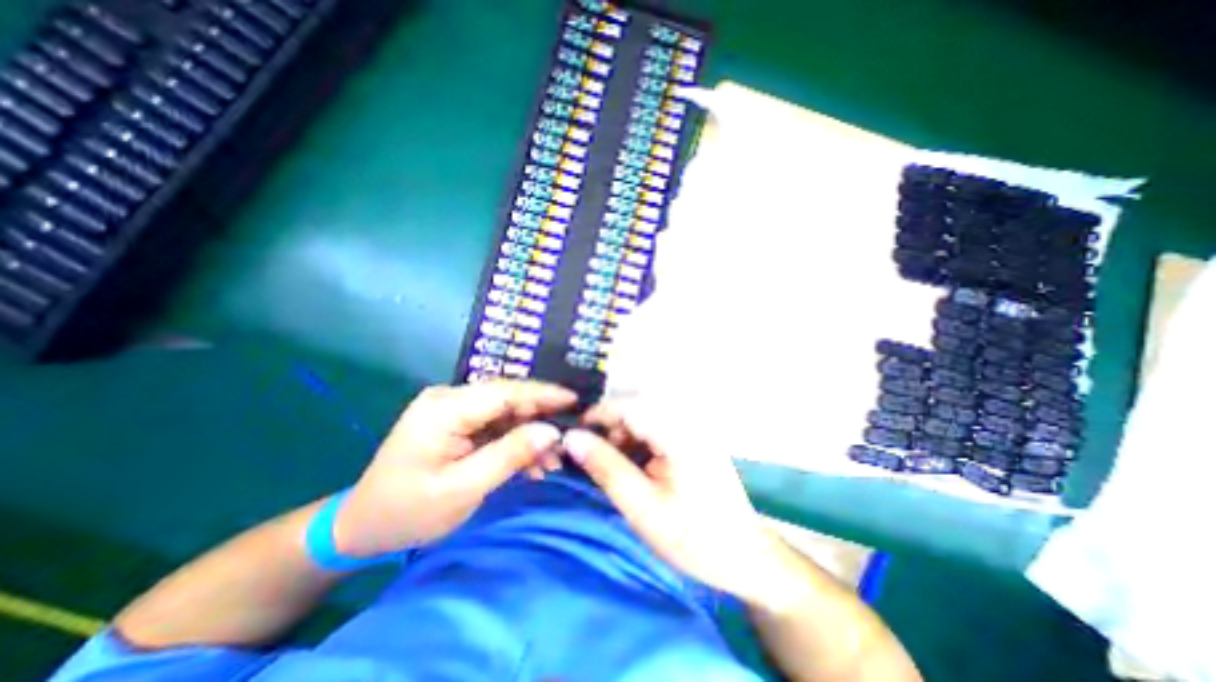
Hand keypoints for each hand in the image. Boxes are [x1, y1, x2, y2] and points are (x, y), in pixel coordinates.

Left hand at [334, 381, 574, 556]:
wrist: (360, 527)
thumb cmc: (407, 512)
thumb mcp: (463, 489)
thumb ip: (510, 455)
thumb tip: (552, 431)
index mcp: (445, 409)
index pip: (505, 391)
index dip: (543, 394)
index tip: (575, 400)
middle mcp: (449, 399)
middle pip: (508, 399)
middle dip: (540, 418)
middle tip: (568, 439)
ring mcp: (452, 410)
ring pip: (505, 413)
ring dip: (530, 434)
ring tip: (553, 460)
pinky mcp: (456, 423)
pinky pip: (495, 425)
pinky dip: (514, 442)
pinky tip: (531, 463)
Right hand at [565, 402, 795, 604]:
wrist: (744, 556)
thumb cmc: (693, 536)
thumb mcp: (641, 506)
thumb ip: (605, 467)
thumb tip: (571, 437)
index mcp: (677, 432)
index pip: (628, 405)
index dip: (596, 415)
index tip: (572, 436)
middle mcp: (686, 420)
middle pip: (636, 408)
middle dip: (610, 429)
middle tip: (593, 460)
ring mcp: (693, 428)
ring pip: (645, 418)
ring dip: (623, 437)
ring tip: (613, 467)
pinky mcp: (694, 438)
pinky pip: (657, 429)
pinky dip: (639, 443)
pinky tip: (635, 467)